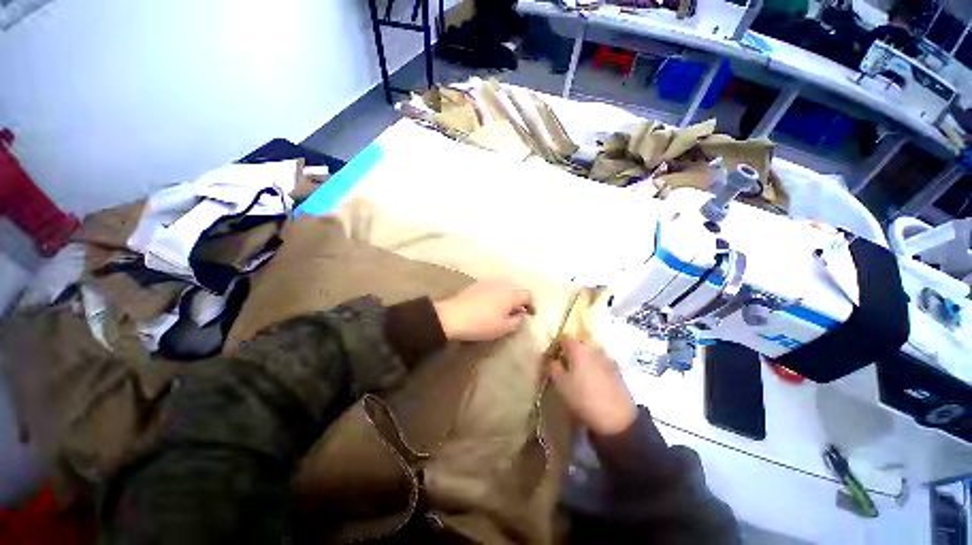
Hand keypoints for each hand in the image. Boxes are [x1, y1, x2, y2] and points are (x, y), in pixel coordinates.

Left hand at [433, 279, 534, 341]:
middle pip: (517, 288)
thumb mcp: (504, 328)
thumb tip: (521, 315)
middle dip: (521, 298)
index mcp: (512, 293)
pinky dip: (499, 292)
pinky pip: (495, 285)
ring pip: (505, 285)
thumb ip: (517, 321)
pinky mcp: (478, 283)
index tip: (531, 314)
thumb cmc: (482, 323)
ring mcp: (489, 281)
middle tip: (520, 309)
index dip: (532, 305)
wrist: (454, 316)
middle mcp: (503, 283)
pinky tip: (494, 302)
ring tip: (507, 306)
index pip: (528, 295)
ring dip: (510, 294)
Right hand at [550, 339, 636, 435]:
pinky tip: (592, 385)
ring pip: (590, 356)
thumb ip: (553, 367)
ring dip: (584, 363)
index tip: (552, 361)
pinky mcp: (618, 371)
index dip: (556, 349)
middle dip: (571, 356)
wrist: (618, 419)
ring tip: (579, 379)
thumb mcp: (560, 384)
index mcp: (578, 348)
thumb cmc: (583, 397)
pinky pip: (601, 365)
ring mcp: (608, 358)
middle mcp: (593, 348)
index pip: (563, 341)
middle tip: (564, 370)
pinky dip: (595, 371)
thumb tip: (553, 360)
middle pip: (578, 347)